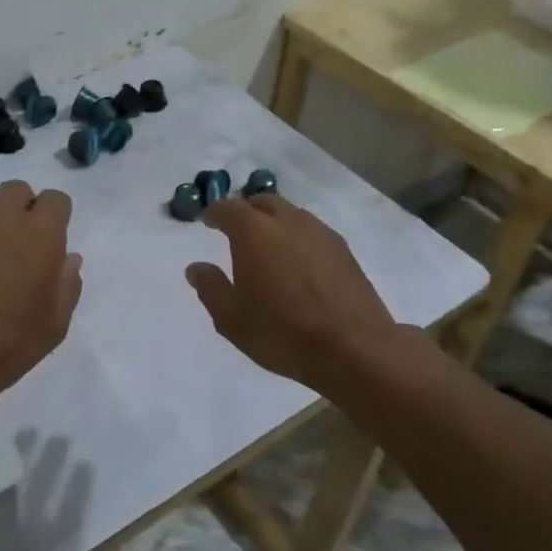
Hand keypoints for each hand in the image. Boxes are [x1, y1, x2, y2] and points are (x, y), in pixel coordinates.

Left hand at [0, 180, 82, 409]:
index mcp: (38, 232)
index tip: (51, 242)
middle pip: (17, 191)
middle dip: (23, 210)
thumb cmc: (5, 344)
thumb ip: (67, 283)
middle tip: (20, 246)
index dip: (56, 218)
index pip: (56, 199)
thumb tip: (67, 258)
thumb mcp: (54, 324)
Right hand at [185, 194, 404, 393]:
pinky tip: (296, 262)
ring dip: (274, 221)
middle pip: (262, 202)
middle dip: (245, 210)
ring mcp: (320, 233)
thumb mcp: (231, 318)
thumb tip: (196, 267)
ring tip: (267, 245)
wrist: (354, 348)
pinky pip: (312, 231)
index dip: (214, 213)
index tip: (207, 222)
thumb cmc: (282, 332)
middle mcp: (288, 222)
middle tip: (235, 229)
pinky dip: (296, 236)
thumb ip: (211, 288)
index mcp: (254, 232)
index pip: (229, 208)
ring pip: (291, 213)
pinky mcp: (344, 250)